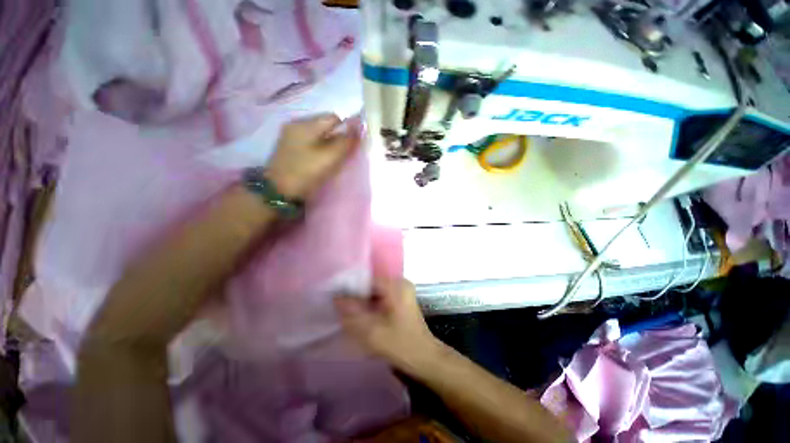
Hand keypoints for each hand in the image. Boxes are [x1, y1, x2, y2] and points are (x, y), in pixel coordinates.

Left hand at [265, 114, 358, 199]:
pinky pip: (310, 141)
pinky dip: (319, 148)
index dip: (346, 129)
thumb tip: (359, 127)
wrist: (280, 192)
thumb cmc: (306, 173)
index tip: (350, 146)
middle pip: (325, 125)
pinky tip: (319, 160)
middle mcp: (296, 124)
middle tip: (341, 155)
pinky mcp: (289, 147)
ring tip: (331, 159)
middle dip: (337, 137)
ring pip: (318, 134)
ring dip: (329, 143)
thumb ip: (346, 141)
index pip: (334, 118)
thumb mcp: (330, 158)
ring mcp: (290, 135)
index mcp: (305, 124)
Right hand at [334, 278, 442, 374]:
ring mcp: (402, 291)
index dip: (350, 286)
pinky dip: (370, 304)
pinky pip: (381, 296)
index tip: (335, 295)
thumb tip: (336, 298)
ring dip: (362, 300)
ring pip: (375, 291)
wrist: (424, 358)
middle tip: (338, 305)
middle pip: (371, 283)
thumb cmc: (400, 345)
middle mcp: (399, 283)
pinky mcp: (401, 299)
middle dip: (355, 294)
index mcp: (396, 285)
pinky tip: (361, 314)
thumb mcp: (372, 331)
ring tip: (346, 310)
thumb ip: (352, 313)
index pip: (367, 278)